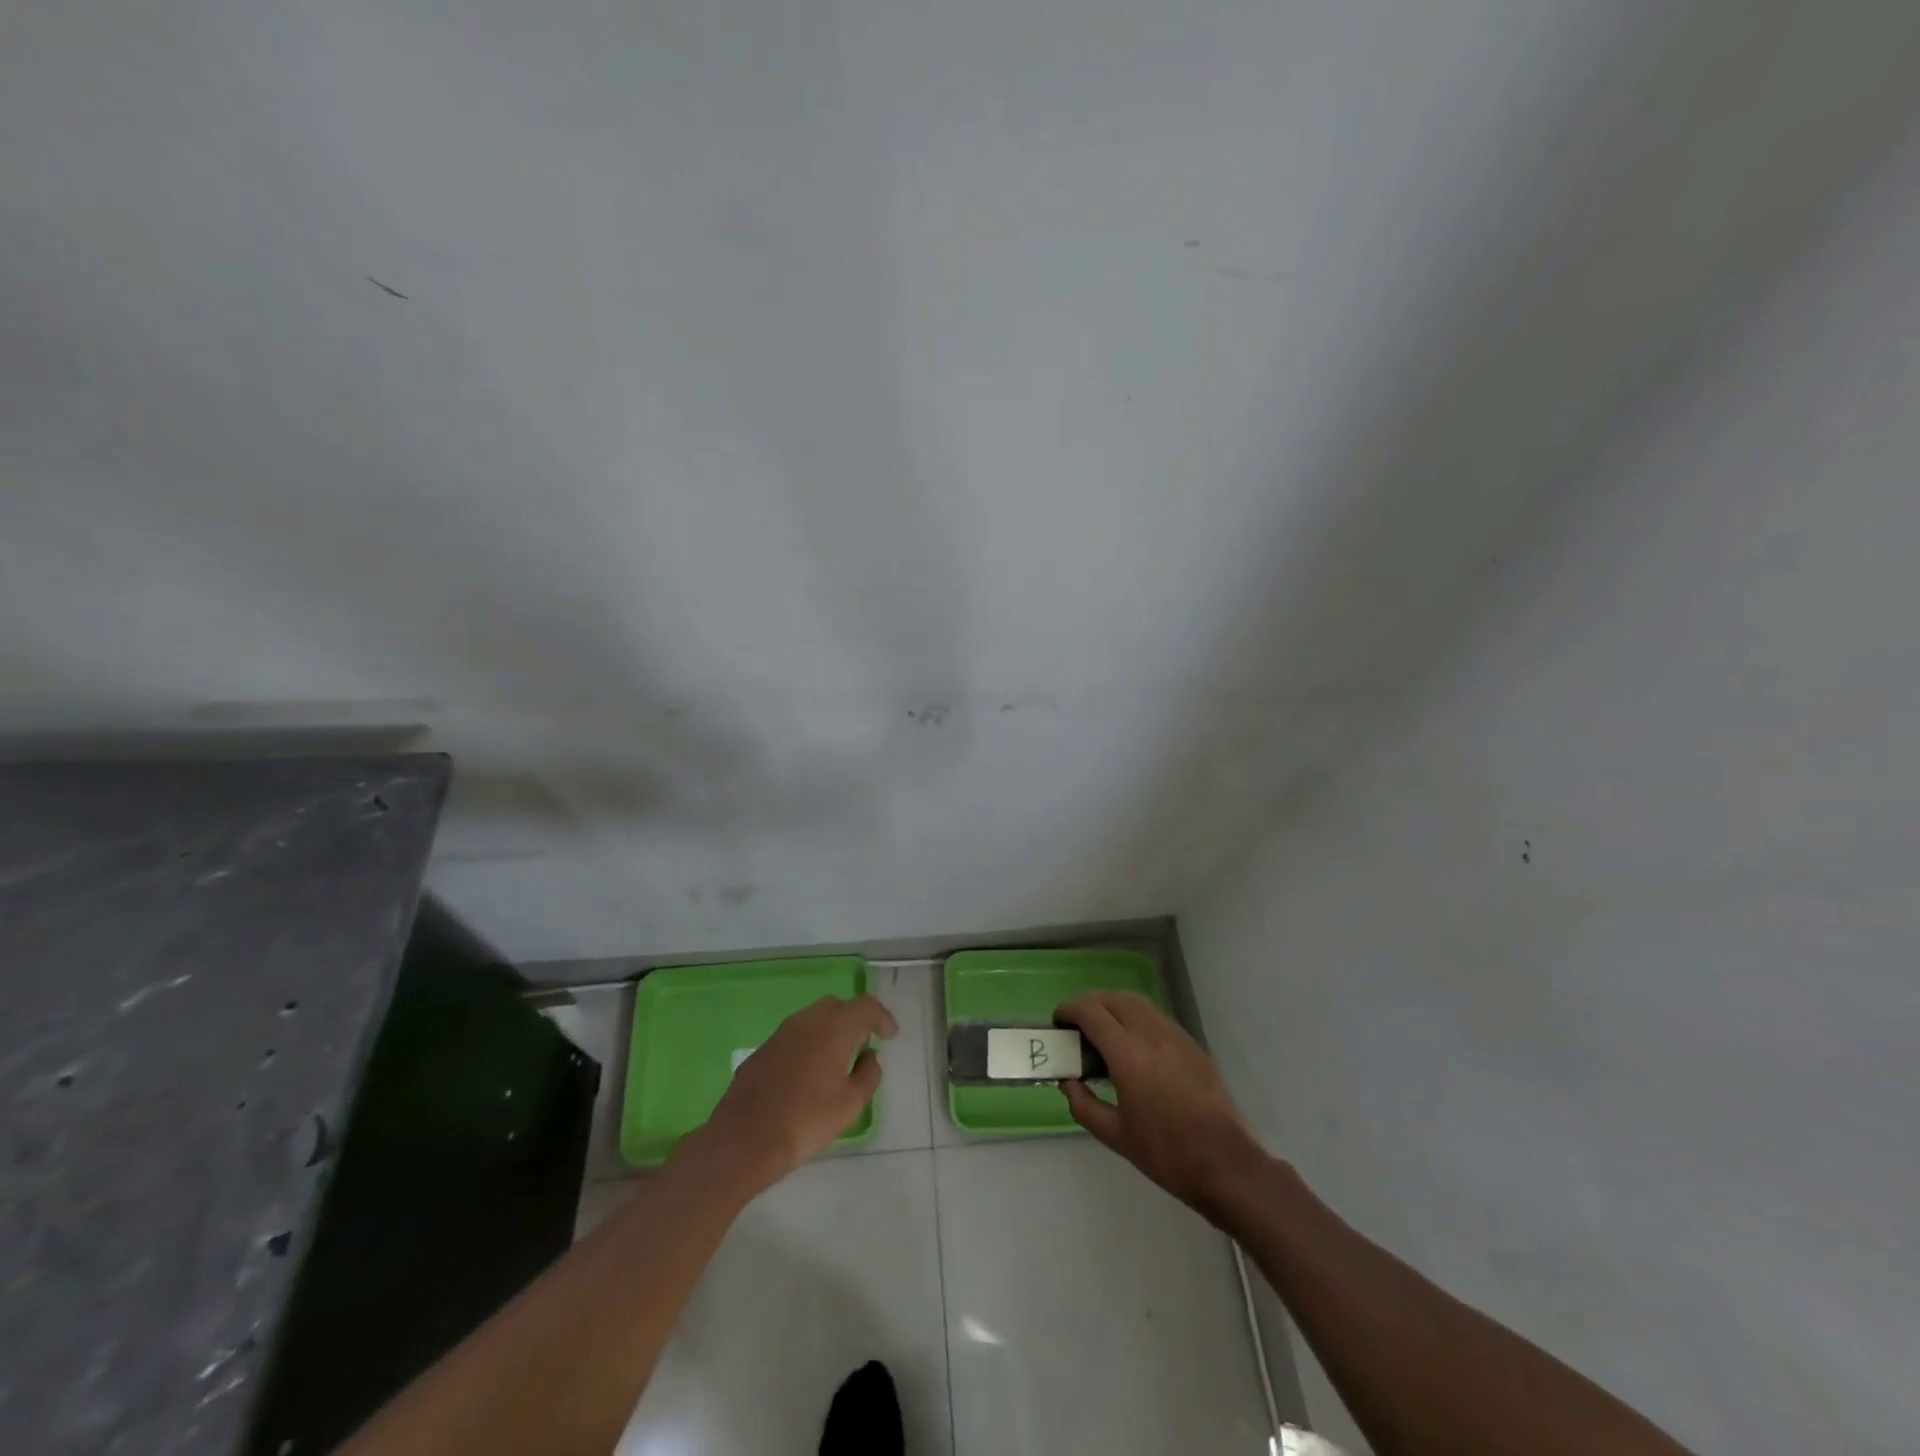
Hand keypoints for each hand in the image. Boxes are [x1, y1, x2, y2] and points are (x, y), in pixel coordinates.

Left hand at [677, 994, 896, 1193]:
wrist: (745, 1139)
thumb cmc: (806, 1120)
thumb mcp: (851, 1104)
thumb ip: (868, 1074)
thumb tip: (869, 1056)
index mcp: (834, 1028)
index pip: (865, 1006)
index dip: (881, 1017)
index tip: (890, 1035)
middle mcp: (807, 1020)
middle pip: (838, 1006)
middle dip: (854, 1020)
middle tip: (863, 1045)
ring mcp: (782, 1032)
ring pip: (814, 1018)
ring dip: (830, 1030)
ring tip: (837, 1058)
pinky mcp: (764, 1048)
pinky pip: (795, 1035)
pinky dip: (809, 1043)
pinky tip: (809, 1071)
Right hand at [1056, 992, 1265, 1220]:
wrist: (1225, 1163)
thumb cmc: (1166, 1153)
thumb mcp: (1116, 1136)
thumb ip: (1084, 1106)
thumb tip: (1068, 1084)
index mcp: (1127, 1054)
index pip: (1091, 1012)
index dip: (1070, 1010)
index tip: (1058, 1020)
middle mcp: (1150, 1034)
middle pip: (1114, 998)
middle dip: (1091, 1004)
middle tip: (1078, 1025)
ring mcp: (1175, 1035)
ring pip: (1138, 1002)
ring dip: (1114, 1006)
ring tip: (1104, 1030)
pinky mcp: (1192, 1044)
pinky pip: (1156, 1016)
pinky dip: (1137, 1017)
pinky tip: (1134, 1045)